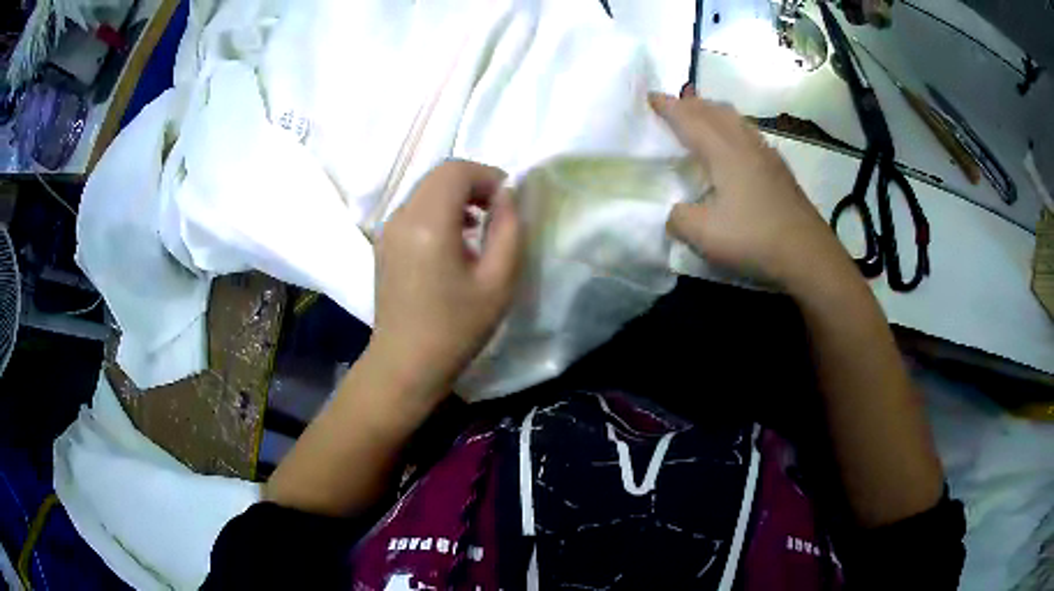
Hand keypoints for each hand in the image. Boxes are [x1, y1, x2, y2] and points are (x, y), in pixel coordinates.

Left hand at [369, 160, 521, 403]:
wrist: (405, 364)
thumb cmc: (456, 328)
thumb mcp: (498, 281)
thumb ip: (508, 229)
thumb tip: (507, 196)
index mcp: (428, 223)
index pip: (456, 170)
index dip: (488, 176)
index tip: (508, 202)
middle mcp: (401, 217)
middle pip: (439, 175)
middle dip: (473, 183)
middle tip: (497, 212)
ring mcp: (387, 230)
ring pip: (425, 190)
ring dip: (455, 196)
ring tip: (478, 228)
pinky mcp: (383, 244)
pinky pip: (414, 210)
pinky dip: (438, 211)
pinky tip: (453, 242)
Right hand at [649, 92, 847, 284]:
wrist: (806, 254)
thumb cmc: (753, 237)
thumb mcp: (702, 234)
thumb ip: (678, 218)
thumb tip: (675, 212)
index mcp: (723, 150)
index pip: (689, 119)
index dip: (668, 107)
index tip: (651, 96)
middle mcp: (745, 143)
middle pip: (715, 111)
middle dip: (692, 103)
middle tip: (676, 103)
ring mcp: (767, 155)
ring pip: (737, 120)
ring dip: (715, 112)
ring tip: (705, 116)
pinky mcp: (780, 170)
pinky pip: (751, 135)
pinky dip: (734, 129)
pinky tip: (737, 145)